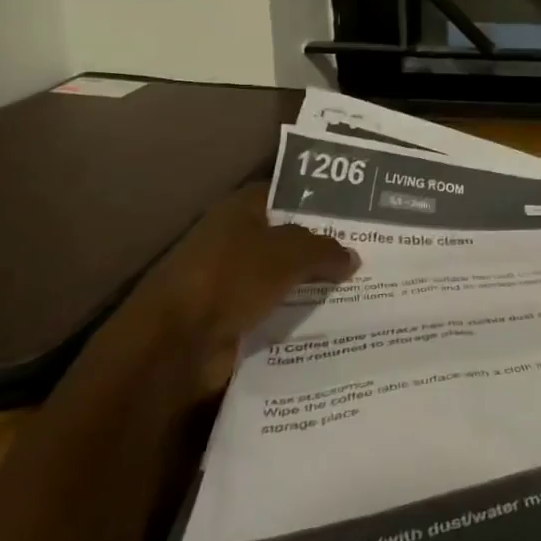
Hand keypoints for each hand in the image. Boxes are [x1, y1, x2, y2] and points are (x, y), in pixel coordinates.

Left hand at [126, 184, 358, 395]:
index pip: (284, 195)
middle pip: (285, 239)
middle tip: (365, 252)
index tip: (353, 214)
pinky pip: (271, 312)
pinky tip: (329, 320)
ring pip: (280, 278)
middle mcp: (231, 240)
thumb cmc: (231, 279)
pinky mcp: (226, 319)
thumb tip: (352, 257)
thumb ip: (325, 251)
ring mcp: (227, 282)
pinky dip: (294, 317)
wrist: (175, 345)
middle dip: (319, 247)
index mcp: (239, 210)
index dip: (316, 201)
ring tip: (357, 288)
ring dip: (309, 285)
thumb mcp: (291, 254)